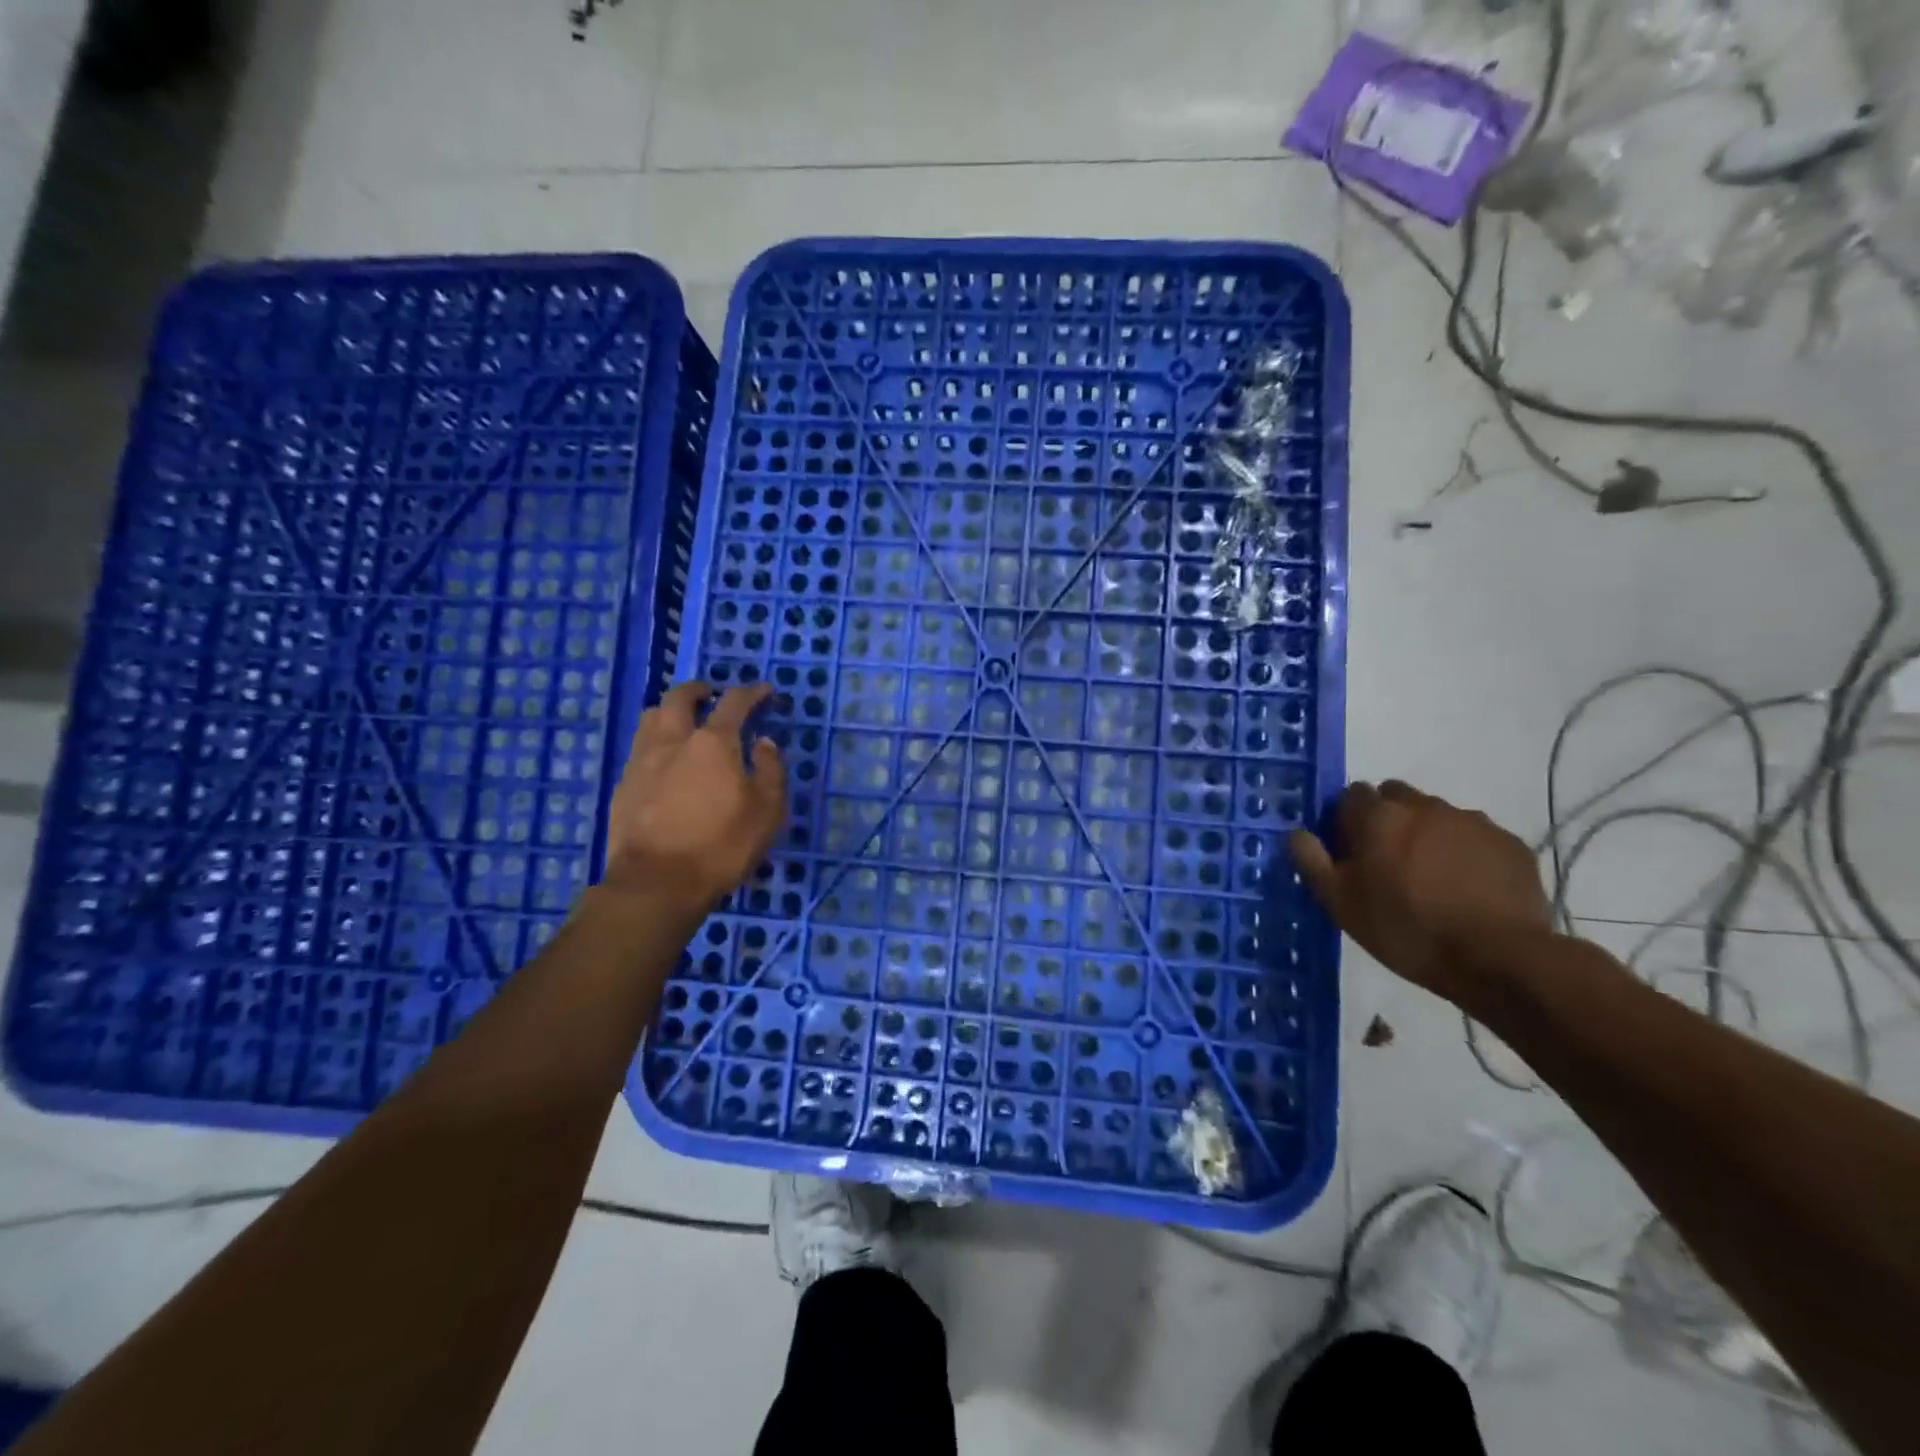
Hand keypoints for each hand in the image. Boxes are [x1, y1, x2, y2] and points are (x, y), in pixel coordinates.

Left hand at [601, 681, 787, 911]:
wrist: (656, 883)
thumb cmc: (722, 846)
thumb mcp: (767, 811)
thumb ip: (770, 770)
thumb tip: (763, 743)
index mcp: (713, 742)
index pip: (734, 702)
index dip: (751, 692)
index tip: (764, 691)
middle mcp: (673, 740)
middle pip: (680, 698)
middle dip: (699, 689)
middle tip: (712, 694)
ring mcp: (642, 761)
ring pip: (652, 717)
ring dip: (670, 710)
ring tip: (683, 721)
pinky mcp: (623, 785)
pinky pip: (640, 747)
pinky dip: (656, 741)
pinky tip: (665, 760)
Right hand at [1289, 780, 1550, 1006]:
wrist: (1499, 958)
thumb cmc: (1406, 929)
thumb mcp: (1341, 904)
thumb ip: (1312, 862)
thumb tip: (1297, 833)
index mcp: (1378, 817)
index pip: (1352, 794)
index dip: (1346, 818)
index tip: (1349, 850)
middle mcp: (1425, 806)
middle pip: (1396, 796)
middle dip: (1387, 818)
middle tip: (1387, 861)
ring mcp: (1472, 822)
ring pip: (1438, 815)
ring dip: (1428, 834)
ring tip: (1432, 879)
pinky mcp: (1510, 843)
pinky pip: (1476, 837)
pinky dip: (1466, 853)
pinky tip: (1468, 888)